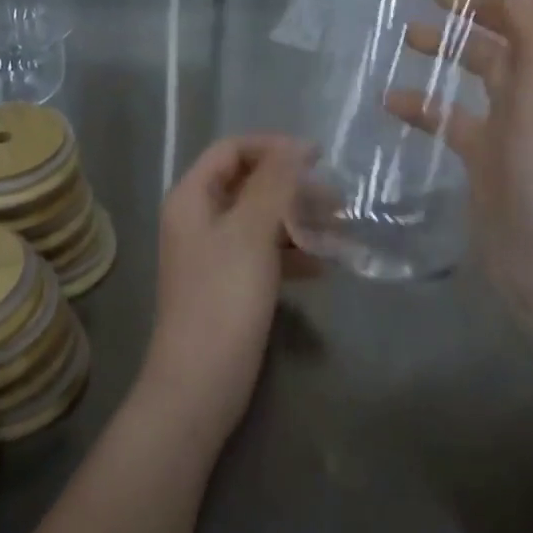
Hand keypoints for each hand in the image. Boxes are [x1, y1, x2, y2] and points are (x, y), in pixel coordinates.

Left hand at [136, 134, 313, 446]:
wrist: (200, 386)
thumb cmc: (224, 299)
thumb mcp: (252, 232)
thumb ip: (275, 184)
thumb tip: (296, 146)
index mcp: (192, 198)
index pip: (233, 150)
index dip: (273, 147)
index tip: (317, 158)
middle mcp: (199, 219)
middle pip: (249, 183)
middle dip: (293, 187)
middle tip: (336, 199)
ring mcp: (213, 253)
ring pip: (261, 219)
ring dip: (298, 220)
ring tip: (340, 231)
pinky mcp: (229, 284)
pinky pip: (264, 252)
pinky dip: (292, 252)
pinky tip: (324, 266)